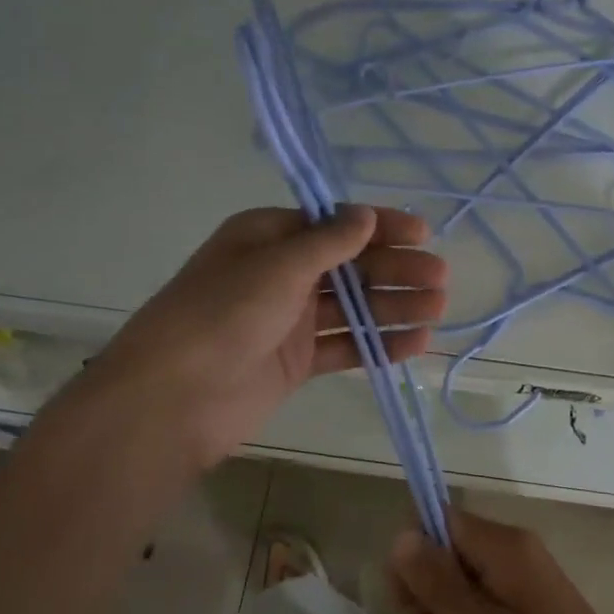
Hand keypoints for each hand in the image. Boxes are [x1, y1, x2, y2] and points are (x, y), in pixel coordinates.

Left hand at [56, 206, 446, 470]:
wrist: (174, 399)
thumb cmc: (223, 314)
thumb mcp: (277, 266)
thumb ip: (328, 242)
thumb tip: (364, 215)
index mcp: (268, 237)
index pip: (334, 224)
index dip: (379, 226)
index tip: (423, 233)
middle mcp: (280, 273)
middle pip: (349, 266)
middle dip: (395, 270)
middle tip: (440, 278)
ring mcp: (289, 319)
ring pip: (352, 307)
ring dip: (394, 307)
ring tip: (438, 309)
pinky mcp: (296, 361)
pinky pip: (345, 346)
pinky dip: (378, 344)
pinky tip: (414, 343)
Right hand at [389, 511, 613, 613]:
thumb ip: (436, 583)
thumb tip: (400, 534)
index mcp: (504, 545)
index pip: (437, 520)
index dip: (413, 558)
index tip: (410, 608)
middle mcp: (512, 551)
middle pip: (444, 555)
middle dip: (427, 601)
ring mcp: (522, 579)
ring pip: (458, 586)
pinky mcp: (527, 607)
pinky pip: (480, 606)